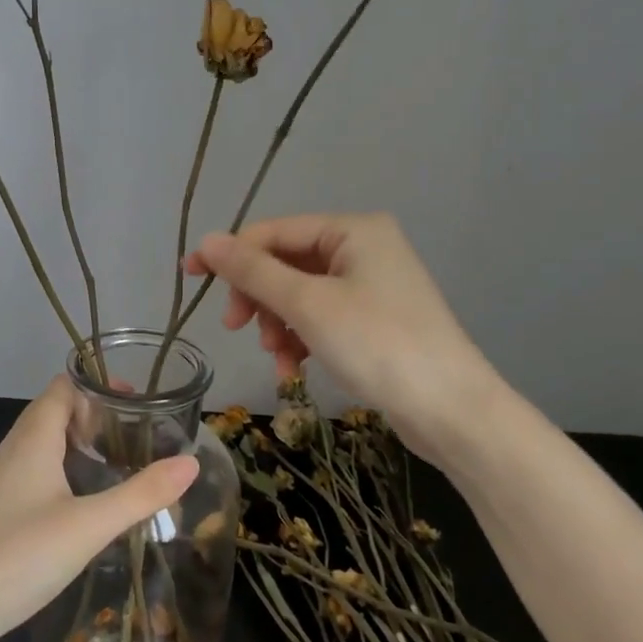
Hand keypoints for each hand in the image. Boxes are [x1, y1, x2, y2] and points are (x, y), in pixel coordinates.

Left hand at [0, 378, 198, 641]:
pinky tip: (85, 503)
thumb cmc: (19, 555)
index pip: (65, 386)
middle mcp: (14, 449)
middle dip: (97, 415)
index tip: (139, 402)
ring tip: (120, 463)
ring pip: (45, 444)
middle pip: (56, 411)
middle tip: (140, 435)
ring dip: (81, 444)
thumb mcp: (89, 525)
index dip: (100, 385)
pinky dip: (65, 470)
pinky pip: (37, 471)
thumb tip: (190, 462)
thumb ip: (141, 494)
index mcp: (33, 437)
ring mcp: (2, 480)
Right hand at [185, 212, 502, 453]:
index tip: (189, 277)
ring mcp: (371, 285)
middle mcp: (363, 248)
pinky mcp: (374, 320)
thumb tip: (207, 240)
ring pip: (300, 294)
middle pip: (286, 262)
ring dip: (278, 324)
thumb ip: (254, 272)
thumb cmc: (378, 345)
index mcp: (352, 229)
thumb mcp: (308, 305)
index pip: (274, 231)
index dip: (230, 254)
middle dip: (260, 297)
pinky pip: (320, 318)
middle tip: (237, 328)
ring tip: (277, 357)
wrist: (453, 411)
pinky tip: (295, 370)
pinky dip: (301, 339)